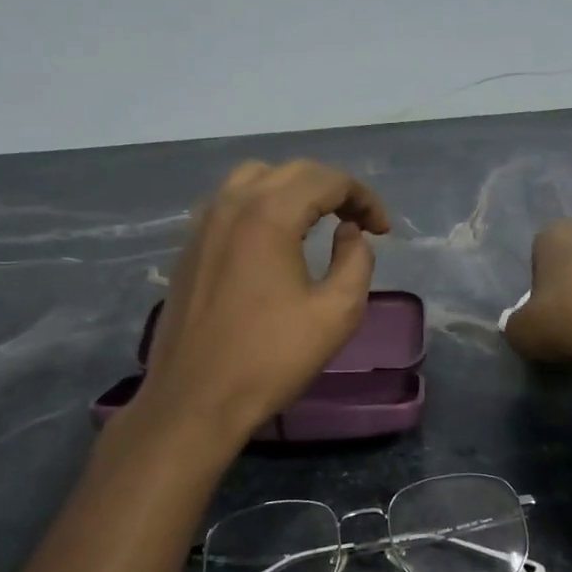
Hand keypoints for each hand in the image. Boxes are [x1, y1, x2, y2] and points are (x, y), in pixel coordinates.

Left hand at [139, 160, 391, 439]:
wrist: (195, 400)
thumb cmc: (271, 358)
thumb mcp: (337, 312)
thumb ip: (356, 261)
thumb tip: (349, 233)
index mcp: (269, 214)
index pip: (328, 180)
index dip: (364, 198)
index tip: (382, 231)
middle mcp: (232, 204)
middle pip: (293, 172)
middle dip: (333, 189)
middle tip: (359, 223)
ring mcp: (203, 223)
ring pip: (256, 179)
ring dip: (294, 191)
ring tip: (317, 222)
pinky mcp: (189, 246)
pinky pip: (230, 203)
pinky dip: (262, 205)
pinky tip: (275, 239)